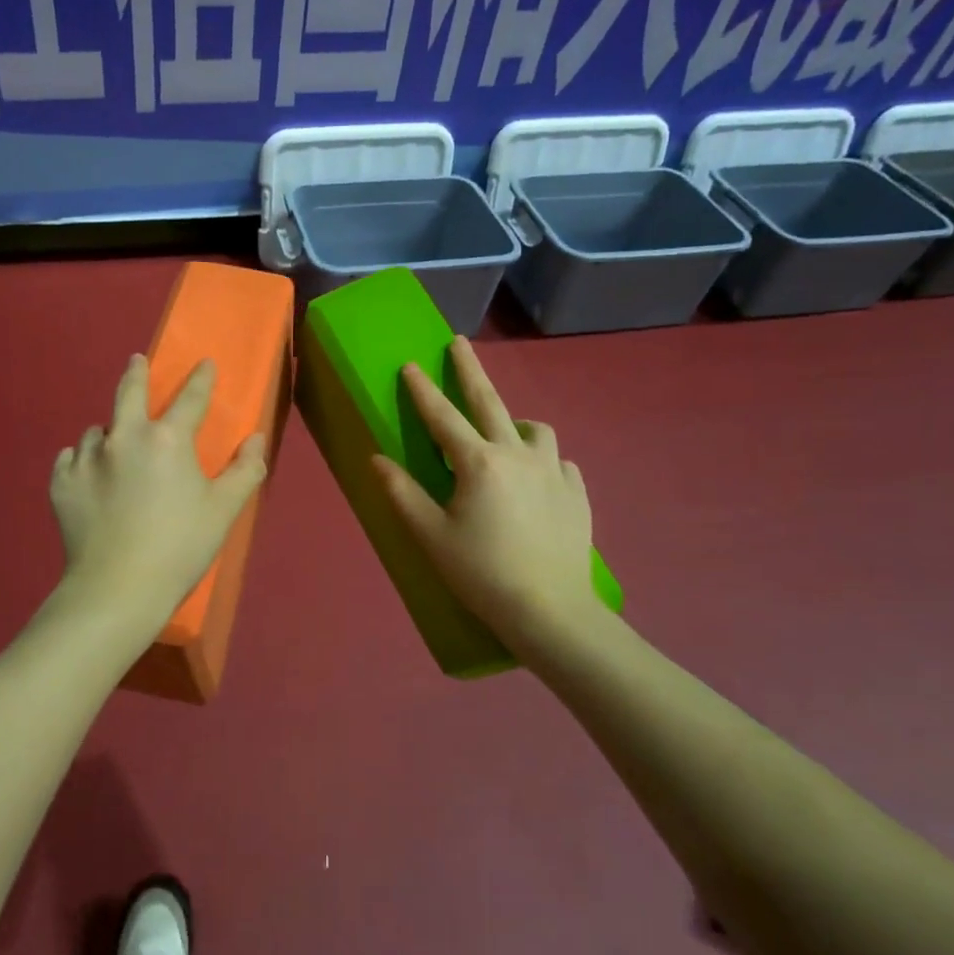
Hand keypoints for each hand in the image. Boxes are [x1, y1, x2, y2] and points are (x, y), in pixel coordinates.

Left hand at [49, 353, 266, 651]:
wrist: (118, 588)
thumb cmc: (180, 548)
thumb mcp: (224, 511)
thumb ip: (245, 470)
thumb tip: (256, 438)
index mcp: (168, 440)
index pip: (191, 398)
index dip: (202, 379)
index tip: (205, 364)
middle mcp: (124, 437)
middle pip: (128, 392)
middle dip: (135, 373)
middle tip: (136, 361)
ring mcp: (88, 458)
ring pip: (98, 431)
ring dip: (110, 433)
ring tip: (115, 447)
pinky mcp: (62, 482)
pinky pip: (71, 458)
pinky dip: (81, 460)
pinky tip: (88, 473)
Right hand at [372, 337, 608, 648]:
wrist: (552, 612)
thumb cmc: (481, 574)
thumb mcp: (431, 536)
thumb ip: (402, 493)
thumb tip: (376, 460)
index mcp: (477, 463)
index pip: (442, 416)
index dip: (422, 389)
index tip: (410, 363)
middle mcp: (517, 454)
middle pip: (490, 401)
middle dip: (470, 369)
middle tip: (459, 343)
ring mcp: (553, 471)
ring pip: (535, 429)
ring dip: (515, 422)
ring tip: (505, 434)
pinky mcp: (577, 492)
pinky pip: (558, 461)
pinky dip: (542, 459)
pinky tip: (536, 479)